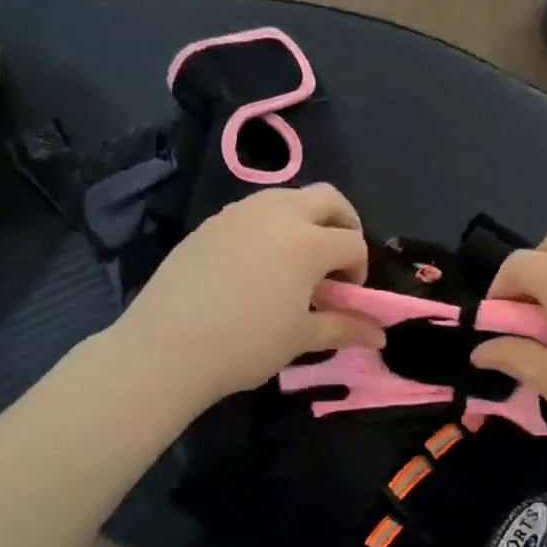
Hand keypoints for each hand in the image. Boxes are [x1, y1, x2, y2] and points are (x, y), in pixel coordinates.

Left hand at [111, 184, 384, 412]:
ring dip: (306, 220)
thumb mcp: (301, 338)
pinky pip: (254, 211)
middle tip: (335, 261)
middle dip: (343, 224)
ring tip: (296, 261)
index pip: (353, 242)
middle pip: (328, 200)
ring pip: (289, 197)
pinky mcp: (211, 222)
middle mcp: (278, 214)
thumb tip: (380, 335)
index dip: (359, 268)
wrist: (166, 348)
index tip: (346, 296)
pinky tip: (257, 264)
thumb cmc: (245, 344)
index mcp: (308, 241)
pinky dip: (271, 226)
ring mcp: (240, 213)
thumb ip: (345, 328)